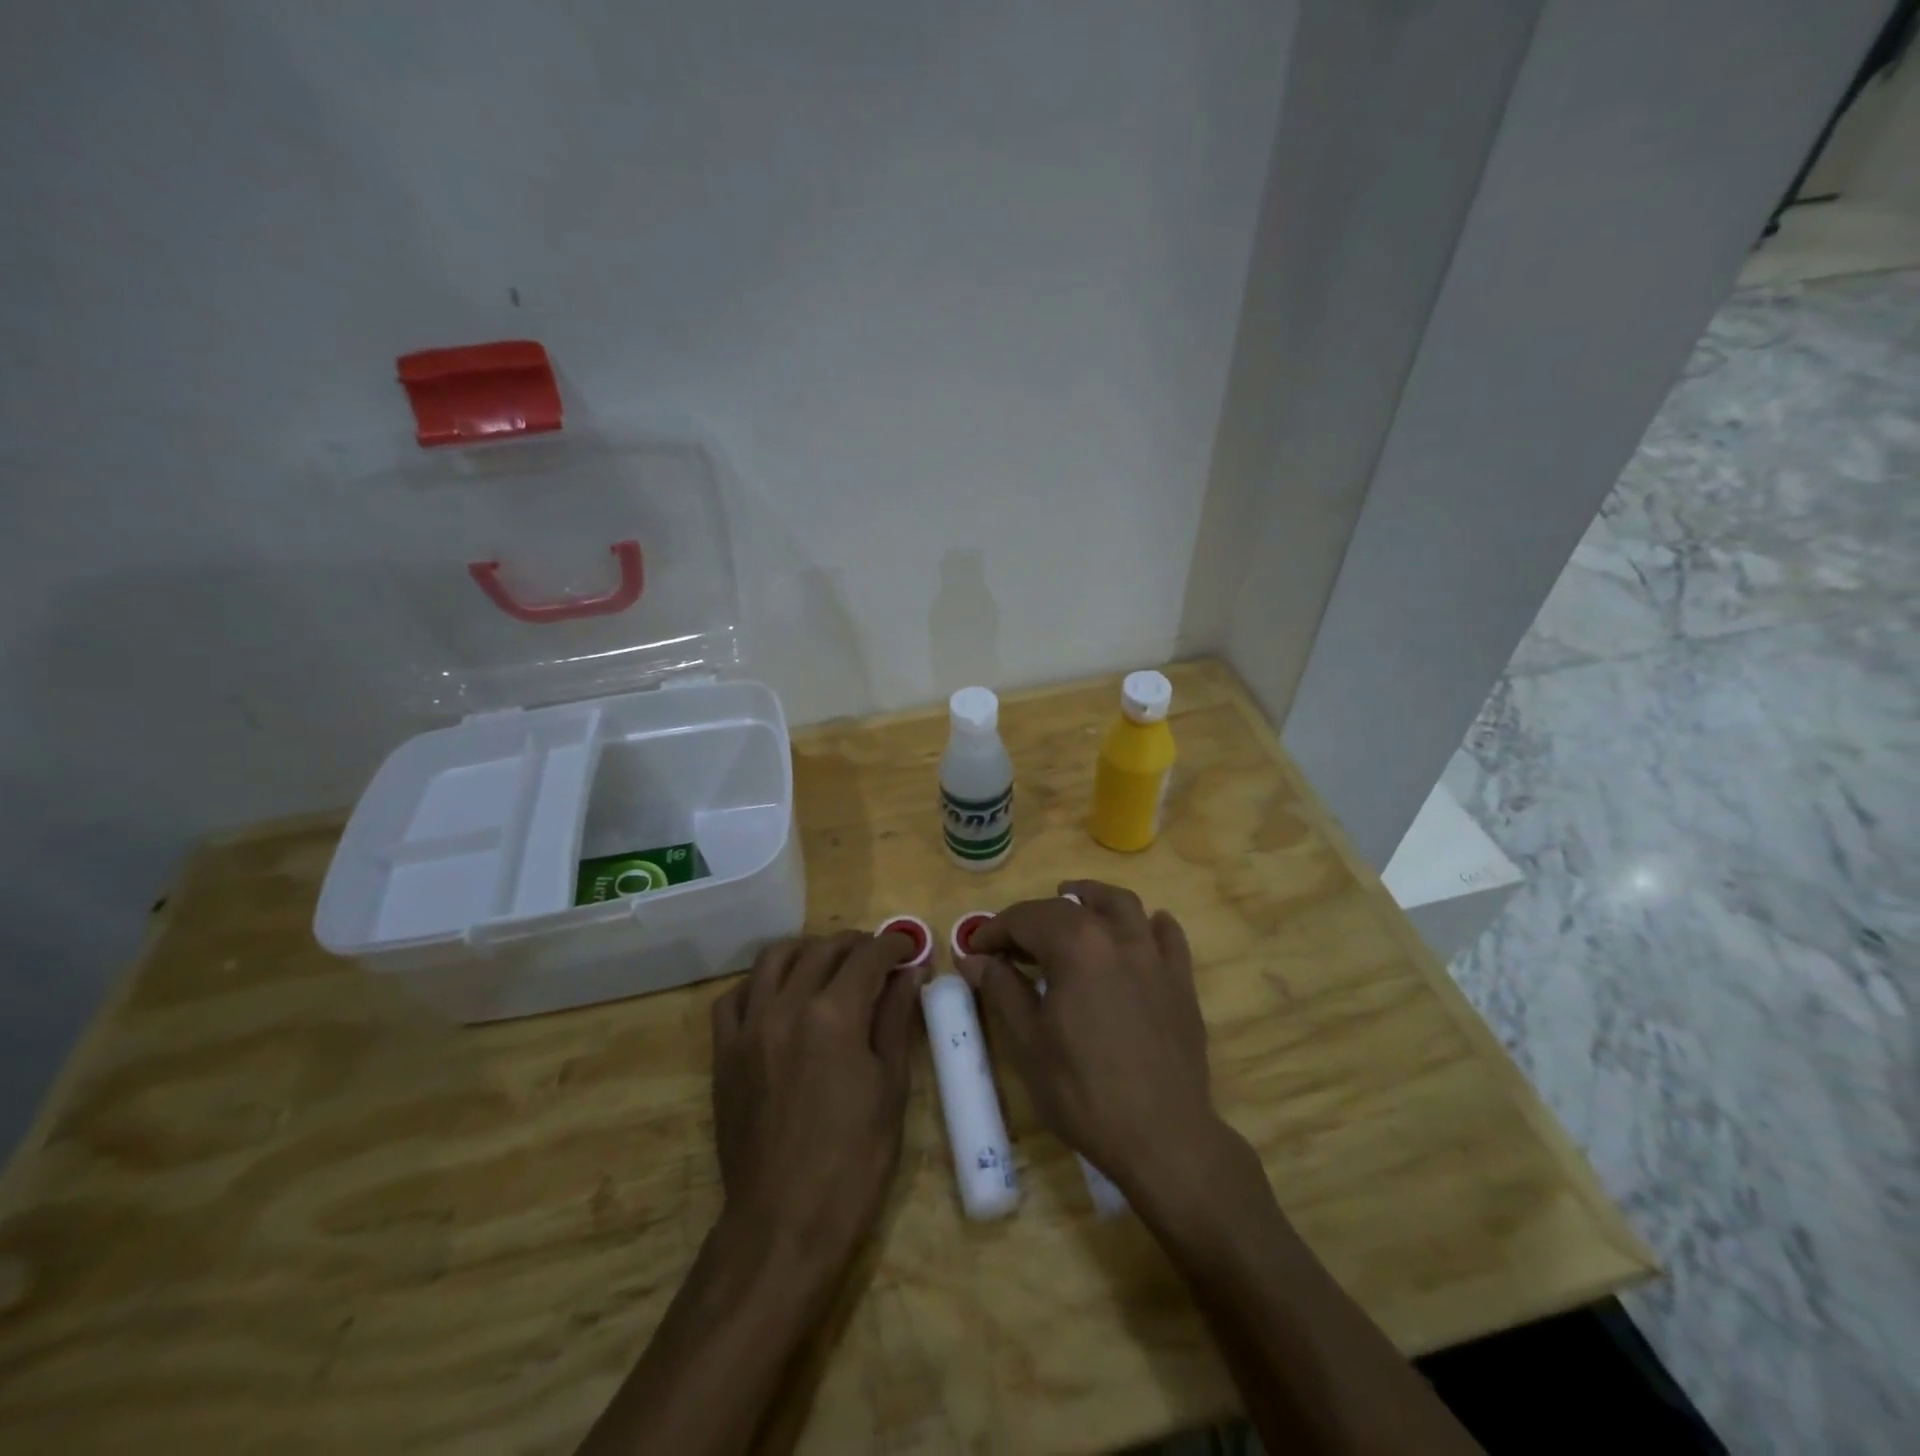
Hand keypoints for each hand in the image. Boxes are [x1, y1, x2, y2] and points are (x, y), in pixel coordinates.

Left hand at [710, 930, 924, 1273]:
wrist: (783, 1222)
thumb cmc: (854, 1160)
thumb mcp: (891, 1087)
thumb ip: (896, 1019)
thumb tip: (910, 973)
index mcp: (834, 1015)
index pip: (868, 956)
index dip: (894, 944)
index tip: (909, 947)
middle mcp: (787, 1006)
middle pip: (823, 949)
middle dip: (857, 944)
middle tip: (878, 957)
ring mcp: (749, 1026)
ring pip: (775, 958)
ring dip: (808, 950)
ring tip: (829, 963)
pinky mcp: (725, 1051)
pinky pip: (735, 995)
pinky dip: (760, 982)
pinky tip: (778, 995)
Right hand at [957, 881, 1223, 1201]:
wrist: (1162, 1137)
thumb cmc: (1084, 1092)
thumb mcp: (1028, 1043)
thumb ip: (1002, 989)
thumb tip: (974, 959)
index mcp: (1076, 947)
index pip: (1026, 918)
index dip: (995, 929)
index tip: (975, 950)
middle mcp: (1117, 937)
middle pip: (1069, 908)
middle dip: (1032, 918)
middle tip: (1010, 945)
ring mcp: (1154, 956)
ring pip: (1123, 905)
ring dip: (1092, 898)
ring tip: (1074, 901)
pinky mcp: (1180, 981)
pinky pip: (1168, 936)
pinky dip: (1149, 925)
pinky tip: (1141, 930)